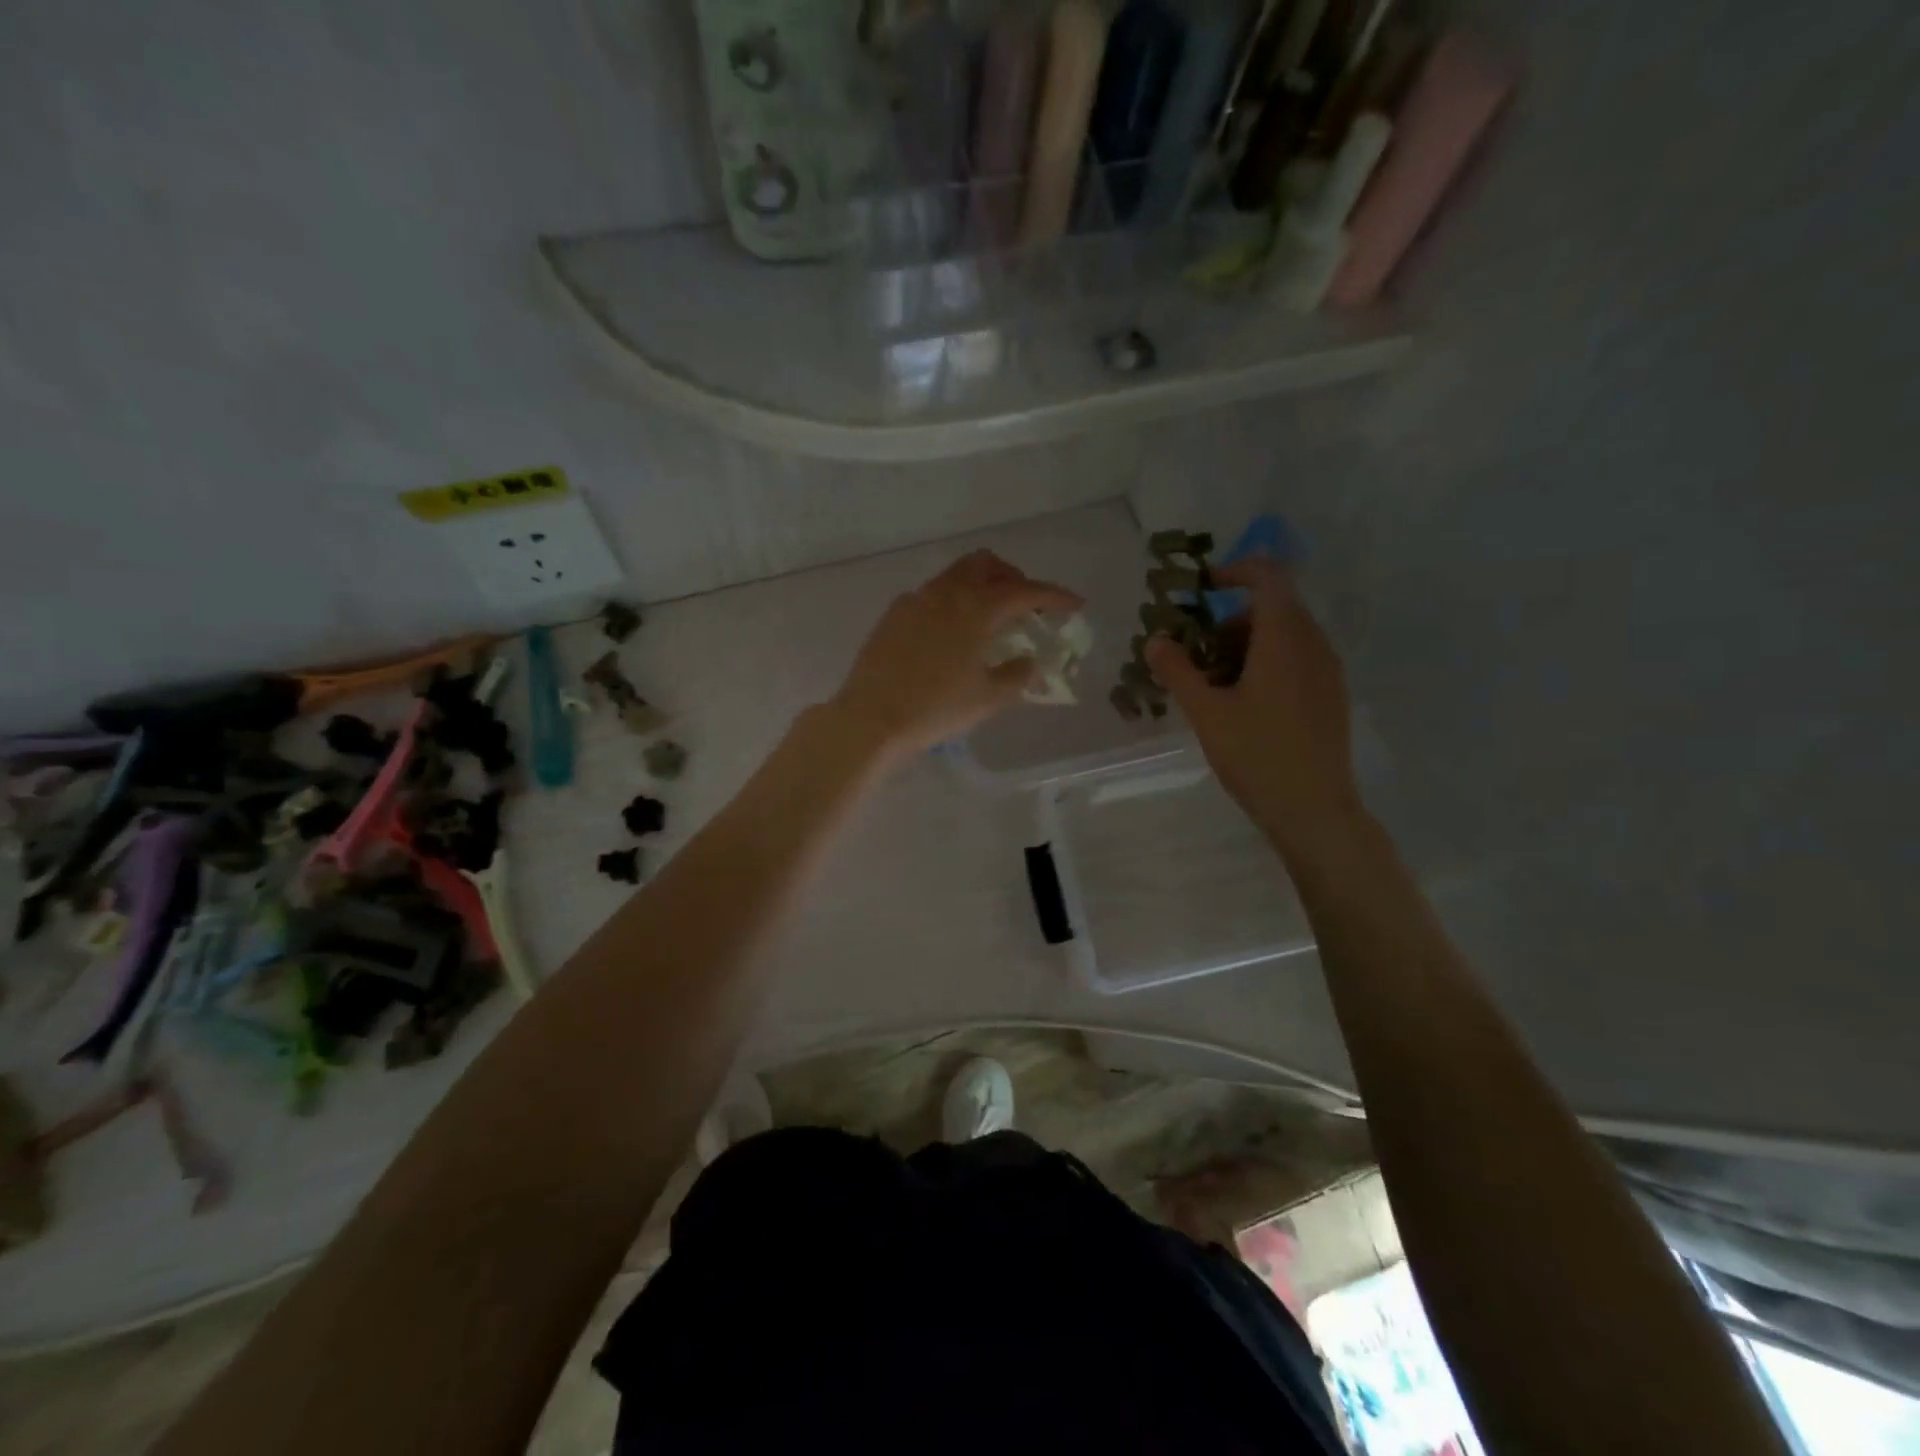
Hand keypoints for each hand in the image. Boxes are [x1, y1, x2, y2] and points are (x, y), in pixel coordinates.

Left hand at [829, 550, 1082, 761]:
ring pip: (956, 575)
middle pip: (987, 564)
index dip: (1054, 595)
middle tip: (1026, 604)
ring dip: (981, 586)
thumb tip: (1028, 660)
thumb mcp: (988, 698)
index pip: (1025, 591)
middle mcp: (946, 593)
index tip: (1074, 604)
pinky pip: (931, 594)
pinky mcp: (894, 614)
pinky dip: (952, 601)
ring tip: (990, 618)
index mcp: (976, 608)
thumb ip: (1017, 674)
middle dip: (1013, 577)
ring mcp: (915, 600)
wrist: (872, 718)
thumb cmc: (936, 709)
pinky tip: (951, 633)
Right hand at [1145, 559, 1361, 856]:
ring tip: (1214, 683)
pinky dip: (1266, 663)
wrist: (1314, 810)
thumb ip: (1178, 671)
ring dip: (1246, 643)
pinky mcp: (1330, 695)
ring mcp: (1327, 671)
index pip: (1268, 577)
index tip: (1202, 589)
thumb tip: (1155, 641)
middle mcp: (1313, 645)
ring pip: (1285, 635)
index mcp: (1284, 640)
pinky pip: (1297, 659)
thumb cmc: (1257, 756)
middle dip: (1230, 619)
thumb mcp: (1207, 713)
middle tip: (1197, 652)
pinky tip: (1243, 703)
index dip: (1235, 571)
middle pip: (1274, 607)